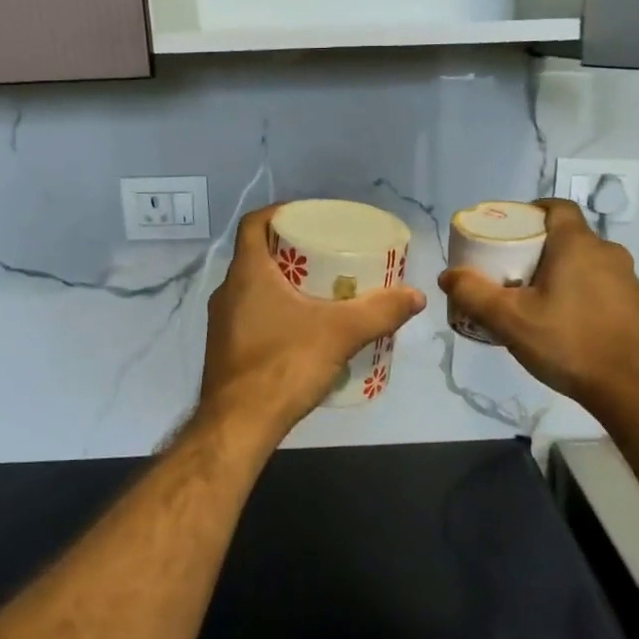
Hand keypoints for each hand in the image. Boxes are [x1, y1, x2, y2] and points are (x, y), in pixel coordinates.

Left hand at [200, 206, 425, 440]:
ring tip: (322, 292)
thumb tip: (416, 296)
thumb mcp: (341, 334)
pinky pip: (252, 317)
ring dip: (284, 284)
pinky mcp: (225, 350)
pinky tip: (303, 331)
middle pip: (259, 255)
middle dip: (293, 251)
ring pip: (254, 289)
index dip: (280, 213)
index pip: (255, 224)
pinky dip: (276, 313)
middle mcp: (227, 292)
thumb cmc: (284, 365)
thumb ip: (380, 312)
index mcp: (247, 273)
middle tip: (329, 256)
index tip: (310, 217)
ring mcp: (222, 323)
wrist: (238, 425)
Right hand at [439, 200, 638, 419]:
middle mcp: (607, 252)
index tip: (508, 231)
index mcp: (578, 244)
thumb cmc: (569, 342)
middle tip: (508, 272)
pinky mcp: (635, 305)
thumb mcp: (510, 319)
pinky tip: (561, 324)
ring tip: (531, 301)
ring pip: (583, 263)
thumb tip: (448, 275)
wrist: (635, 388)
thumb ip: (474, 294)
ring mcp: (627, 279)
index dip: (530, 212)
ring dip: (557, 273)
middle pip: (565, 237)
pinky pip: (598, 286)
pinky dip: (576, 293)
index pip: (556, 207)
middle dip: (536, 249)